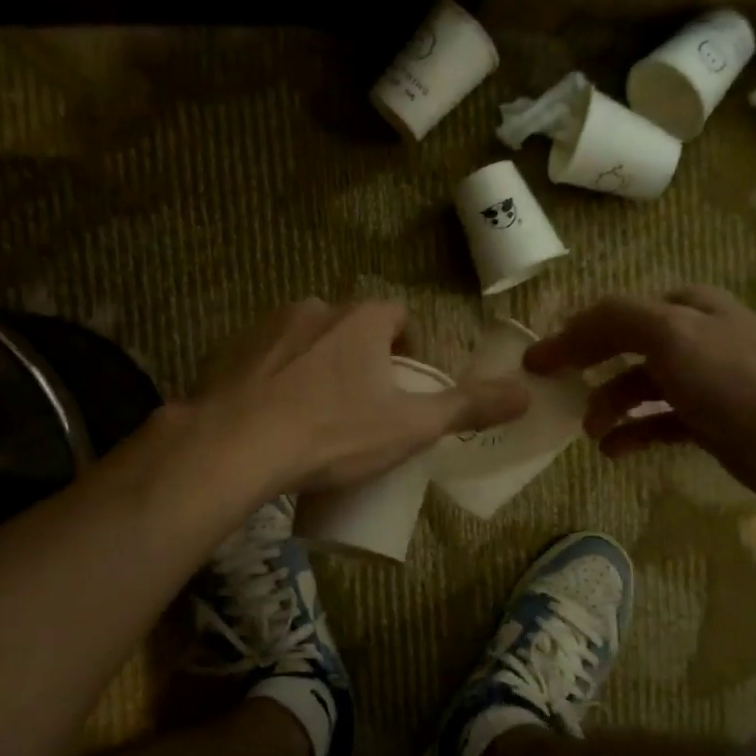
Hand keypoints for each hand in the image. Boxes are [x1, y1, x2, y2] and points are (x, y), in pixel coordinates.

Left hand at [192, 298, 529, 495]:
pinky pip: (264, 360)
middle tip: (362, 407)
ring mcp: (265, 329)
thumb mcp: (410, 426)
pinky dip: (275, 379)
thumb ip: (468, 408)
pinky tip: (273, 419)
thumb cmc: (334, 432)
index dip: (407, 346)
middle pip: (349, 327)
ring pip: (304, 341)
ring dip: (316, 366)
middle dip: (360, 358)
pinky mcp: (229, 354)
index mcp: (360, 320)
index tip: (405, 384)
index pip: (396, 315)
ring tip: (316, 418)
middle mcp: (313, 310)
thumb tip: (526, 394)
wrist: (236, 446)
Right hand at [525, 286, 755, 510]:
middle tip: (552, 394)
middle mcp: (692, 339)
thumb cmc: (733, 379)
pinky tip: (613, 450)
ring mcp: (700, 383)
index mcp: (685, 308)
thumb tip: (563, 333)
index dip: (573, 333)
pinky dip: (631, 434)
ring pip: (637, 389)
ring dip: (607, 407)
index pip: (614, 313)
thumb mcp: (670, 333)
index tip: (536, 361)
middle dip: (586, 370)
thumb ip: (613, 321)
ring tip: (589, 430)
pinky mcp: (706, 423)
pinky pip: (655, 424)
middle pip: (622, 349)